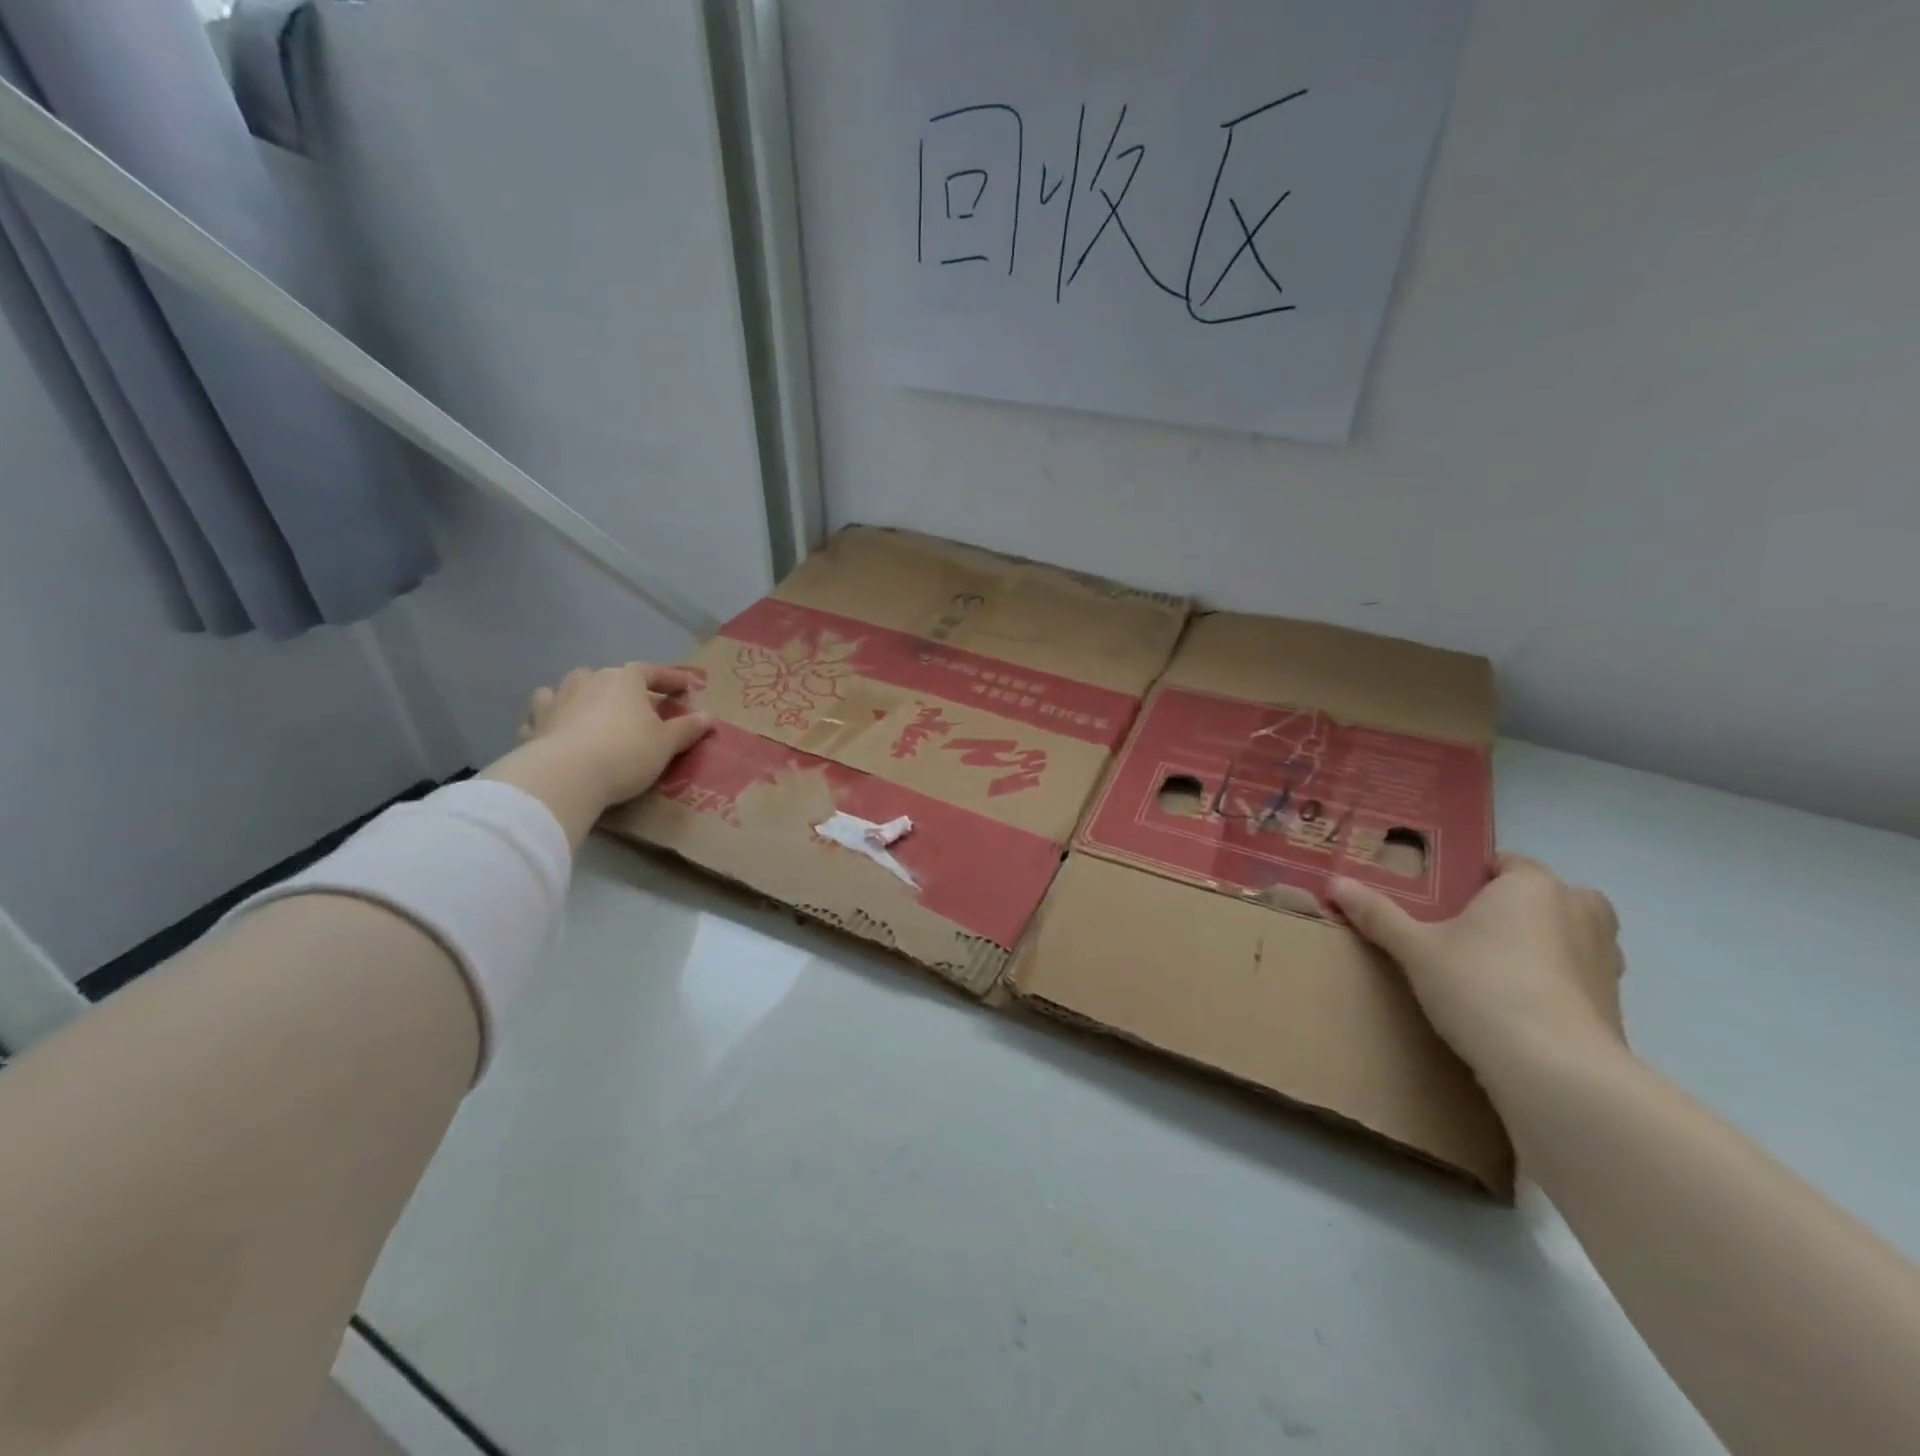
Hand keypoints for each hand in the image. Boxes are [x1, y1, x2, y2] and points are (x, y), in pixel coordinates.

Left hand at [518, 663, 713, 807]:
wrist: (567, 776)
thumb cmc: (626, 752)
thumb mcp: (667, 743)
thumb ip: (687, 728)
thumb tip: (709, 716)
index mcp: (624, 680)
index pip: (651, 671)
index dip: (671, 679)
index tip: (688, 687)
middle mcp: (588, 681)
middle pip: (611, 678)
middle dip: (627, 690)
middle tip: (642, 709)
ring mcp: (556, 700)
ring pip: (570, 689)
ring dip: (583, 697)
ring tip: (593, 712)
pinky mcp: (535, 725)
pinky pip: (544, 716)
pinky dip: (552, 720)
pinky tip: (557, 732)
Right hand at [1328, 855, 1626, 1098]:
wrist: (1553, 1068)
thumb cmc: (1480, 985)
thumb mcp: (1415, 949)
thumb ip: (1377, 914)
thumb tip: (1334, 882)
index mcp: (1532, 887)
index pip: (1507, 863)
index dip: (1475, 876)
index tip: (1445, 897)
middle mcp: (1579, 911)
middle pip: (1549, 896)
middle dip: (1518, 908)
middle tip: (1472, 930)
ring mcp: (1606, 959)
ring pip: (1571, 936)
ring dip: (1545, 944)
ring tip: (1496, 967)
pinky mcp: (1615, 1004)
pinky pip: (1579, 977)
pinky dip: (1557, 983)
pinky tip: (1520, 1006)